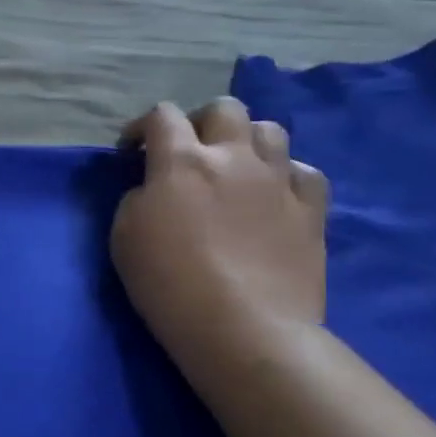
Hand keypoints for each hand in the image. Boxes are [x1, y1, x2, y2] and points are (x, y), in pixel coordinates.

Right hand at [112, 97, 328, 365]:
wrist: (243, 327)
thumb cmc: (169, 282)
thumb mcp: (124, 236)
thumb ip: (138, 198)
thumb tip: (155, 188)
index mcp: (181, 161)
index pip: (162, 116)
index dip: (142, 126)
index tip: (131, 152)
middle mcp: (233, 158)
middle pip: (224, 109)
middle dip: (200, 122)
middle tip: (188, 151)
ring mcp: (278, 181)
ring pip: (270, 131)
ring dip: (246, 142)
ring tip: (234, 169)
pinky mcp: (311, 211)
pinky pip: (304, 172)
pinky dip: (285, 177)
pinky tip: (272, 197)